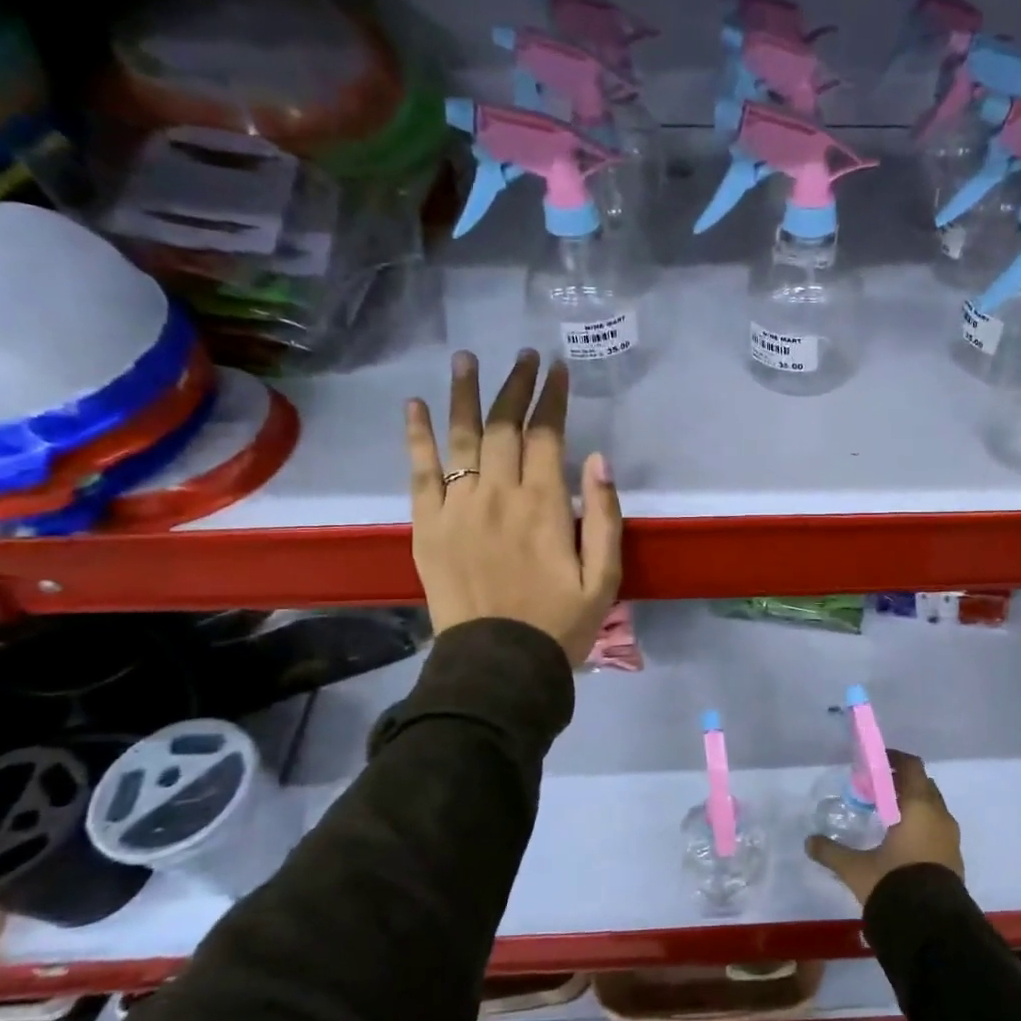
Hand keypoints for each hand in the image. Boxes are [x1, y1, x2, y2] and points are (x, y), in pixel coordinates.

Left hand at [406, 350, 623, 664]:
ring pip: (461, 437)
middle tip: (522, 355)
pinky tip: (416, 405)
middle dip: (515, 385)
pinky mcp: (427, 526)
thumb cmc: (560, 624)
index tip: (557, 369)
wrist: (499, 665)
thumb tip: (599, 458)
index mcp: (544, 506)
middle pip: (503, 426)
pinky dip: (417, 436)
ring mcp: (457, 508)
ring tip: (466, 359)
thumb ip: (605, 516)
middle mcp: (498, 495)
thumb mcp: (604, 578)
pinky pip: (420, 471)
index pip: (546, 435)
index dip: (551, 398)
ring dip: (464, 394)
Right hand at [805, 750, 963, 905]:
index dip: (894, 760)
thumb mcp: (857, 869)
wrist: (932, 929)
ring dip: (913, 806)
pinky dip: (921, 826)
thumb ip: (832, 852)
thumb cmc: (895, 884)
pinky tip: (902, 844)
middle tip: (876, 790)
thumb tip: (808, 842)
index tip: (875, 763)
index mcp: (919, 806)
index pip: (911, 767)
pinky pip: (937, 830)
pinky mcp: (955, 860)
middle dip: (901, 783)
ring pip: (932, 809)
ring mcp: (951, 839)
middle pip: (923, 786)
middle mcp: (939, 816)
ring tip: (887, 818)